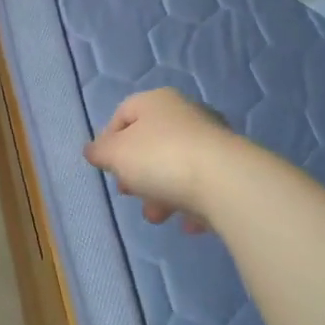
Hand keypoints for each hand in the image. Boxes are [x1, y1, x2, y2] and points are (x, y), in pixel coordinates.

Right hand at [85, 88, 236, 233]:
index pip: (123, 113)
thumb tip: (93, 150)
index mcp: (156, 101)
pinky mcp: (231, 167)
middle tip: (129, 194)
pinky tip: (187, 223)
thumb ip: (100, 152)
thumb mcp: (116, 154)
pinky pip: (203, 184)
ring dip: (161, 192)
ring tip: (157, 216)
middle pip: (151, 142)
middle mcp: (185, 113)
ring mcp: (212, 140)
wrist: (225, 181)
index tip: (106, 168)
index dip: (109, 141)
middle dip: (136, 172)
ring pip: (176, 165)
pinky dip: (191, 202)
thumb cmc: (160, 158)